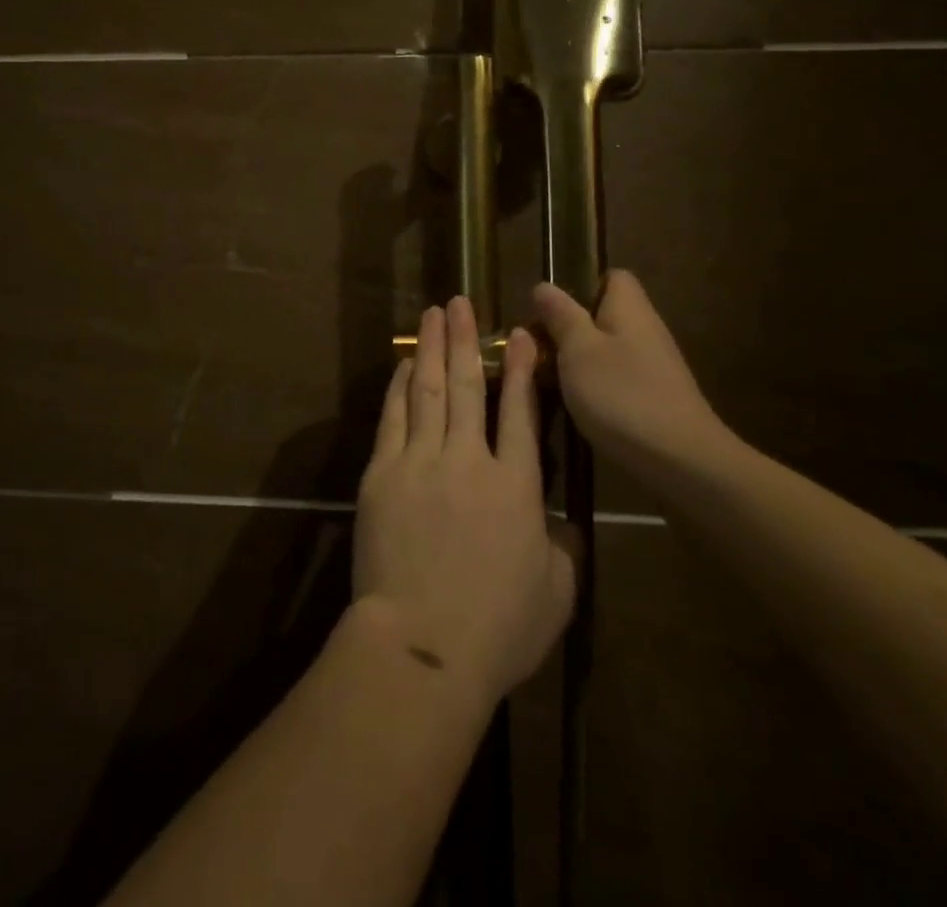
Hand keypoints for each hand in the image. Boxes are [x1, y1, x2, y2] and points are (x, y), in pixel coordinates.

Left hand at [353, 297, 577, 707]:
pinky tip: (403, 365)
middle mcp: (468, 460)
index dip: (521, 370)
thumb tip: (562, 522)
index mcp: (515, 486)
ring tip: (433, 315)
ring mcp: (420, 462)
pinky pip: (393, 418)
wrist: (422, 644)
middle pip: (467, 386)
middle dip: (466, 340)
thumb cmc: (497, 628)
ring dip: (431, 348)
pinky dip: (399, 387)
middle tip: (462, 302)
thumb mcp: (556, 594)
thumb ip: (563, 549)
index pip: (521, 413)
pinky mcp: (382, 474)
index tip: (520, 336)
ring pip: (427, 390)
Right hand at [533, 270, 738, 483]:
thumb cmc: (623, 396)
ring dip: (579, 362)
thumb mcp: (578, 351)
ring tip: (548, 380)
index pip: (613, 278)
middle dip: (571, 329)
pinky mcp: (656, 402)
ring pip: (608, 351)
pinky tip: (577, 409)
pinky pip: (617, 381)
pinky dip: (596, 390)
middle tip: (538, 349)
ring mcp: (654, 369)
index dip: (581, 285)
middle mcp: (646, 332)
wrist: (682, 463)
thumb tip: (544, 286)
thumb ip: (561, 317)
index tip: (551, 310)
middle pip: (606, 316)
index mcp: (630, 310)